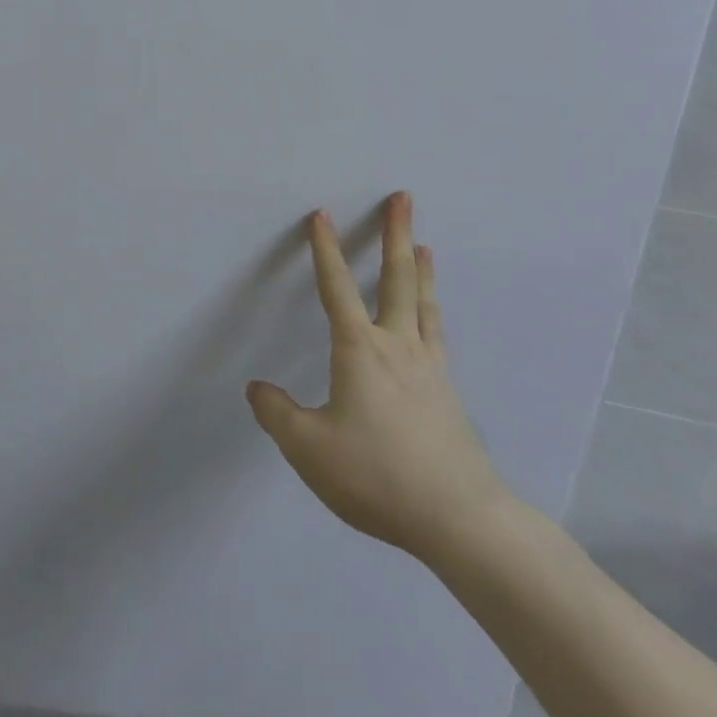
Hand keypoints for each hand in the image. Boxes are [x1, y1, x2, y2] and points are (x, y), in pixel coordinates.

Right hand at [247, 193, 510, 564]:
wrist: (459, 518)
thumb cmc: (377, 475)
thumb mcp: (310, 450)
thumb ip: (278, 414)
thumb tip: (257, 388)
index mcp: (360, 350)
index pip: (337, 287)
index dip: (325, 249)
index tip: (320, 214)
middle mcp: (397, 346)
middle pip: (397, 279)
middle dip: (395, 234)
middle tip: (403, 198)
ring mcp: (429, 367)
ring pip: (423, 303)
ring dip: (420, 269)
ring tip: (424, 245)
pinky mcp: (448, 392)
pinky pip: (436, 335)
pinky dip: (433, 311)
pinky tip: (432, 317)